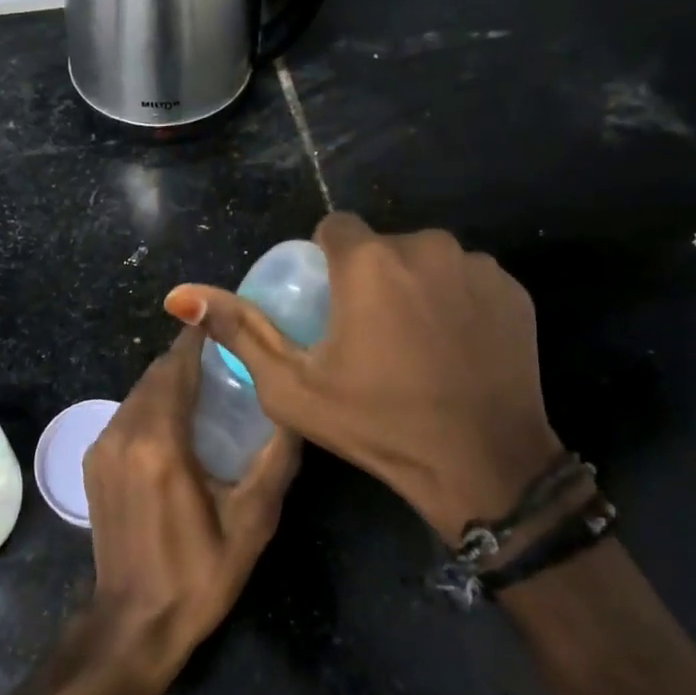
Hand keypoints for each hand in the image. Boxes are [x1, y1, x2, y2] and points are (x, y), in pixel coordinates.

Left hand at [81, 326, 300, 683]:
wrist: (133, 624)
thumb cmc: (198, 575)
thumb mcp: (251, 522)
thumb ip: (275, 461)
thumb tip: (296, 414)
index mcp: (159, 443)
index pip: (176, 368)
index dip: (198, 340)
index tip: (224, 323)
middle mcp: (122, 434)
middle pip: (155, 375)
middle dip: (187, 359)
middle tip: (226, 357)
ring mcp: (101, 447)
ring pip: (138, 393)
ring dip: (169, 382)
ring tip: (208, 385)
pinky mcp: (92, 462)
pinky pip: (125, 414)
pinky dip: (151, 405)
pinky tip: (178, 421)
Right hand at [166, 213, 560, 544]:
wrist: (484, 466)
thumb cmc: (377, 425)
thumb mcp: (291, 386)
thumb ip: (239, 331)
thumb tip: (181, 294)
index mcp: (368, 261)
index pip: (334, 228)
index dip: (326, 261)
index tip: (330, 305)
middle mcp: (424, 246)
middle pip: (381, 244)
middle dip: (370, 276)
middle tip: (369, 334)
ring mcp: (476, 266)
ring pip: (426, 259)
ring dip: (413, 285)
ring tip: (414, 342)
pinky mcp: (513, 289)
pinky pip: (467, 278)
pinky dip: (455, 299)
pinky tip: (455, 346)